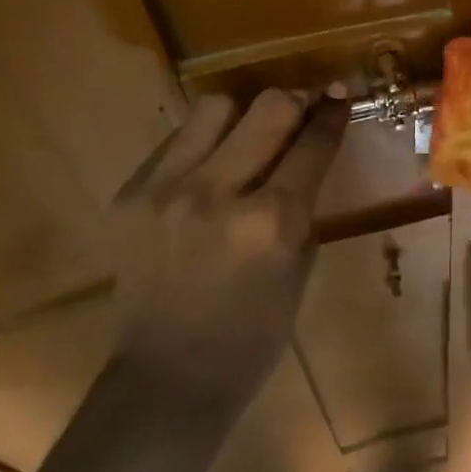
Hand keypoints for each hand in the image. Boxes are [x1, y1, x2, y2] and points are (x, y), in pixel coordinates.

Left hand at [107, 88, 346, 415]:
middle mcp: (218, 193)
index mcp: (271, 222)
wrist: (167, 379)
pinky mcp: (131, 194)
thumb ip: (303, 206)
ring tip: (247, 136)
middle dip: (294, 101)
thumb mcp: (298, 269)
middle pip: (268, 107)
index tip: (339, 92)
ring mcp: (167, 190)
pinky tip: (208, 168)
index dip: (332, 113)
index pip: (312, 144)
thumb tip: (307, 154)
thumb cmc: (253, 336)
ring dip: (242, 115)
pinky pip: (176, 141)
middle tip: (300, 110)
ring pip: (215, 108)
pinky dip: (202, 144)